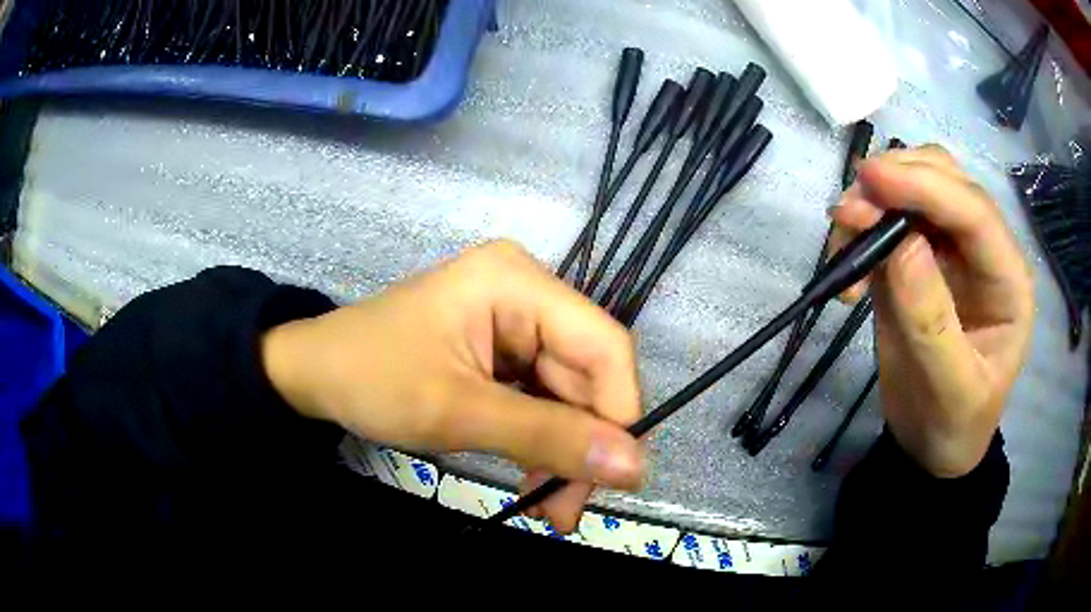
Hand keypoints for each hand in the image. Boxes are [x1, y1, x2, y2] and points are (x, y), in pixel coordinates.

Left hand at [261, 240, 644, 530]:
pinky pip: (542, 401)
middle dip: (583, 448)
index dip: (621, 412)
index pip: (604, 345)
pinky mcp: (504, 352)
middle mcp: (528, 293)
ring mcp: (516, 323)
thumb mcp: (458, 412)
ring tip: (549, 510)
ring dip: (563, 455)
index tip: (617, 478)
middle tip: (568, 511)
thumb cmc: (371, 379)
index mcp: (518, 282)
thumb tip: (636, 467)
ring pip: (569, 397)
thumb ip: (548, 438)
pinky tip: (534, 481)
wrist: (313, 375)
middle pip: (587, 377)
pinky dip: (541, 444)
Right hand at [829, 145, 1032, 476]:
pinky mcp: (918, 258)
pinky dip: (862, 228)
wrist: (933, 445)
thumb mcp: (951, 391)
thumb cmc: (954, 425)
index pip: (974, 211)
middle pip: (944, 179)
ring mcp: (950, 250)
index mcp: (1008, 279)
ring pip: (913, 188)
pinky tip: (848, 266)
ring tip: (844, 238)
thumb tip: (902, 246)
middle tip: (850, 211)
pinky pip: (887, 221)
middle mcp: (983, 250)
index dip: (925, 186)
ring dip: (874, 200)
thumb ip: (932, 323)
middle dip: (897, 181)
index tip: (871, 180)